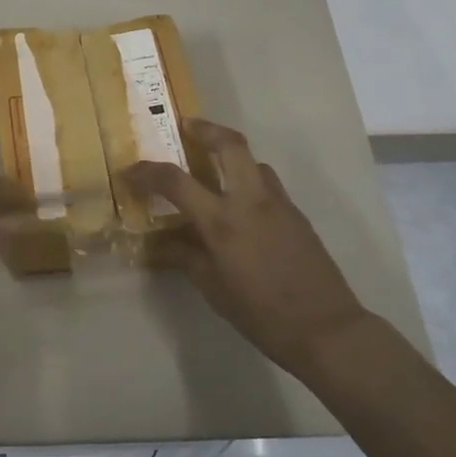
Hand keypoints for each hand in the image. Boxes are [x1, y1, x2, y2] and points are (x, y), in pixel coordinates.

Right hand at [125, 119, 372, 377]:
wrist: (325, 328)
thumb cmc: (260, 313)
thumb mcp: (212, 288)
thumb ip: (184, 256)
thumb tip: (158, 243)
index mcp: (223, 221)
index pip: (176, 182)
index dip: (148, 172)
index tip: (130, 170)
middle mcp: (251, 201)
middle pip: (230, 145)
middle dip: (206, 129)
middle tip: (187, 127)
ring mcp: (279, 204)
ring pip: (253, 162)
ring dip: (231, 156)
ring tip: (214, 170)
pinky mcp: (296, 214)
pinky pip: (268, 185)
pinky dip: (249, 181)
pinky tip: (240, 208)